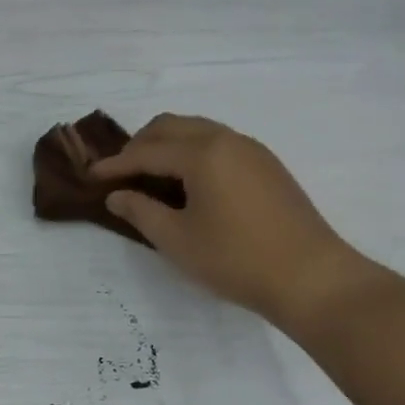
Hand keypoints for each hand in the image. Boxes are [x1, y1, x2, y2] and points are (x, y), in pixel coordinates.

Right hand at [92, 114, 374, 333]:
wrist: (314, 278)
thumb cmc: (237, 260)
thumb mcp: (177, 240)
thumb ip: (140, 211)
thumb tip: (117, 195)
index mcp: (202, 153)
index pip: (146, 151)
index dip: (115, 164)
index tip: (91, 176)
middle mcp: (227, 140)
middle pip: (171, 126)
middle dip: (140, 145)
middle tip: (121, 174)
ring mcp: (252, 150)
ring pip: (197, 130)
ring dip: (168, 145)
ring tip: (150, 177)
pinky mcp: (268, 165)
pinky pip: (219, 143)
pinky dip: (193, 152)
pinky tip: (189, 183)